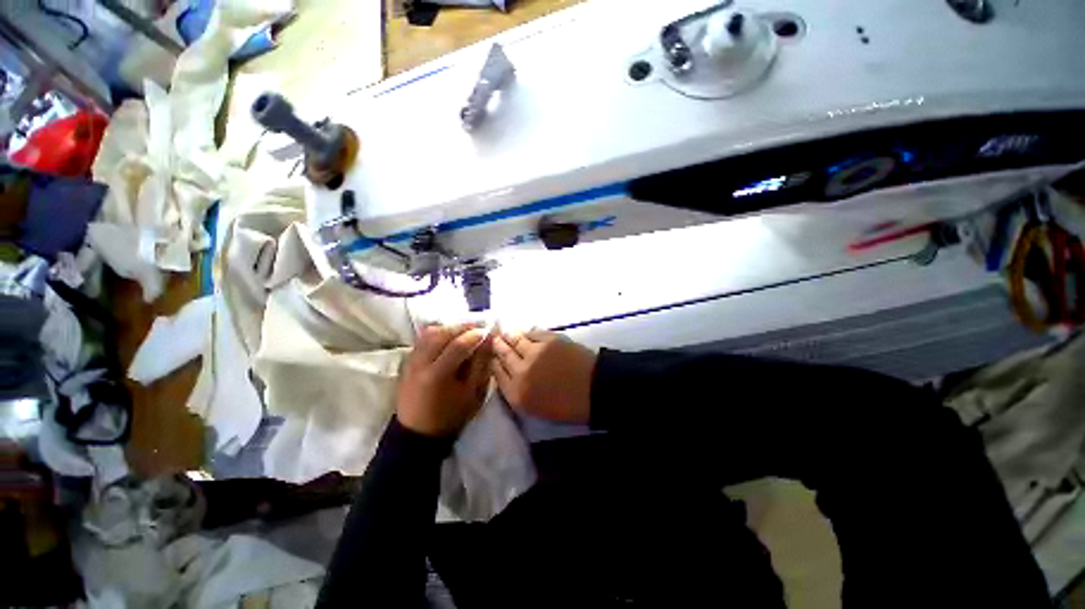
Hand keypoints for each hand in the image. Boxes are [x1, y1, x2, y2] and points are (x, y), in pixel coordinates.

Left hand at [397, 323, 494, 437]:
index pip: (457, 345)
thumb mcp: (472, 393)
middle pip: (440, 333)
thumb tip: (488, 340)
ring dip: (449, 328)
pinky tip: (449, 338)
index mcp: (437, 375)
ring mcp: (410, 362)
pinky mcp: (407, 363)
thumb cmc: (450, 416)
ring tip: (464, 331)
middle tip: (477, 327)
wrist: (417, 434)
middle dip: (461, 327)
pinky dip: (437, 333)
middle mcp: (420, 364)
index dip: (475, 335)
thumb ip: (481, 364)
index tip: (488, 330)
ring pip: (429, 333)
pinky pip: (422, 340)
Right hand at [492, 330, 596, 422]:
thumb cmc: (568, 406)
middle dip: (497, 346)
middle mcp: (520, 372)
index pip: (497, 374)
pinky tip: (526, 332)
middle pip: (503, 355)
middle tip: (494, 339)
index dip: (493, 363)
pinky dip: (527, 332)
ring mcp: (534, 353)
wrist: (595, 390)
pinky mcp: (548, 340)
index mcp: (517, 394)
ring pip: (515, 340)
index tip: (492, 356)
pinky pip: (532, 333)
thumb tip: (510, 374)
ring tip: (506, 332)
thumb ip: (519, 392)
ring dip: (509, 336)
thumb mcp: (537, 409)